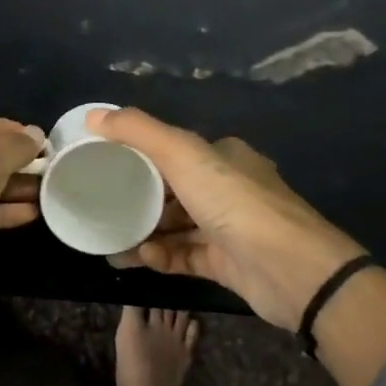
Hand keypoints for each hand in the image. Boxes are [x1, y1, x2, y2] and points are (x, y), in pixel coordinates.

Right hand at [88, 107, 364, 329]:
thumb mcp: (183, 155)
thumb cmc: (235, 202)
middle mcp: (228, 188)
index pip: (174, 150)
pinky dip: (161, 256)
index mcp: (223, 156)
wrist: (292, 270)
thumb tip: (93, 116)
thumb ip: (138, 132)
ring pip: (176, 226)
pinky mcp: (227, 264)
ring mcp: (229, 228)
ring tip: (109, 238)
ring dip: (144, 231)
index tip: (105, 165)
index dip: (139, 155)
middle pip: (173, 190)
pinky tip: (138, 258)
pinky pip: (184, 256)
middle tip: (101, 206)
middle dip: (137, 198)